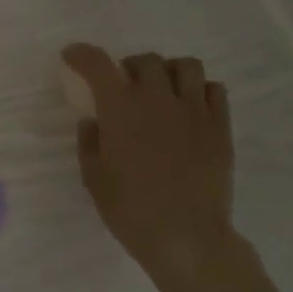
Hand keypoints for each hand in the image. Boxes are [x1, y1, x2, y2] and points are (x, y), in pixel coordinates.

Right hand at [64, 44, 237, 278]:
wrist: (186, 237)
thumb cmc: (130, 210)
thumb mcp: (94, 177)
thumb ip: (90, 142)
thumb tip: (95, 121)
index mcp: (121, 110)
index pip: (98, 65)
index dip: (82, 54)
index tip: (72, 56)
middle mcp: (158, 99)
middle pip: (145, 60)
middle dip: (128, 68)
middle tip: (123, 87)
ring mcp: (194, 110)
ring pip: (186, 66)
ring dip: (168, 72)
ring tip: (161, 91)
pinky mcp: (220, 127)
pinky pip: (214, 90)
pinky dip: (199, 90)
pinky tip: (189, 109)